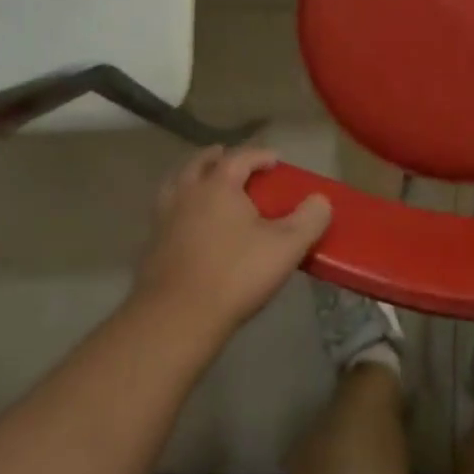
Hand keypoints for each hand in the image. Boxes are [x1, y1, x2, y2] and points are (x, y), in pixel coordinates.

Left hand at [132, 147, 330, 345]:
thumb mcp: (286, 247)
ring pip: (176, 184)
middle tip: (234, 162)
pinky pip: (165, 212)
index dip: (261, 155)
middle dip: (218, 158)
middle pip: (200, 163)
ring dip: (191, 177)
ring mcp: (164, 218)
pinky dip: (179, 207)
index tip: (276, 160)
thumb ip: (309, 220)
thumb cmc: (235, 275)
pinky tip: (189, 223)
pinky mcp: (151, 245)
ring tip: (205, 184)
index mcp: (219, 185)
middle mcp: (188, 193)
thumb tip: (322, 200)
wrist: (176, 319)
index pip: (241, 156)